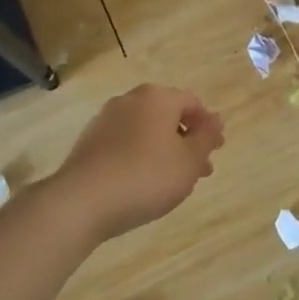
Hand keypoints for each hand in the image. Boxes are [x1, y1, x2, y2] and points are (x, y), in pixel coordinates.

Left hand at [52, 84, 224, 241]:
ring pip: (146, 131)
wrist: (82, 201)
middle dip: (187, 141)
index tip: (216, 151)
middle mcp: (129, 100)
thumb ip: (207, 138)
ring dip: (165, 151)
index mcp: (157, 97)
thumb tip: (216, 119)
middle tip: (200, 170)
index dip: (208, 126)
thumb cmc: (146, 176)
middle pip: (168, 115)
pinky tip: (144, 183)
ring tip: (174, 181)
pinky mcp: (89, 142)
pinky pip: (125, 143)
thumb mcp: (189, 160)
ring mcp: (105, 120)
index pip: (192, 102)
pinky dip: (141, 157)